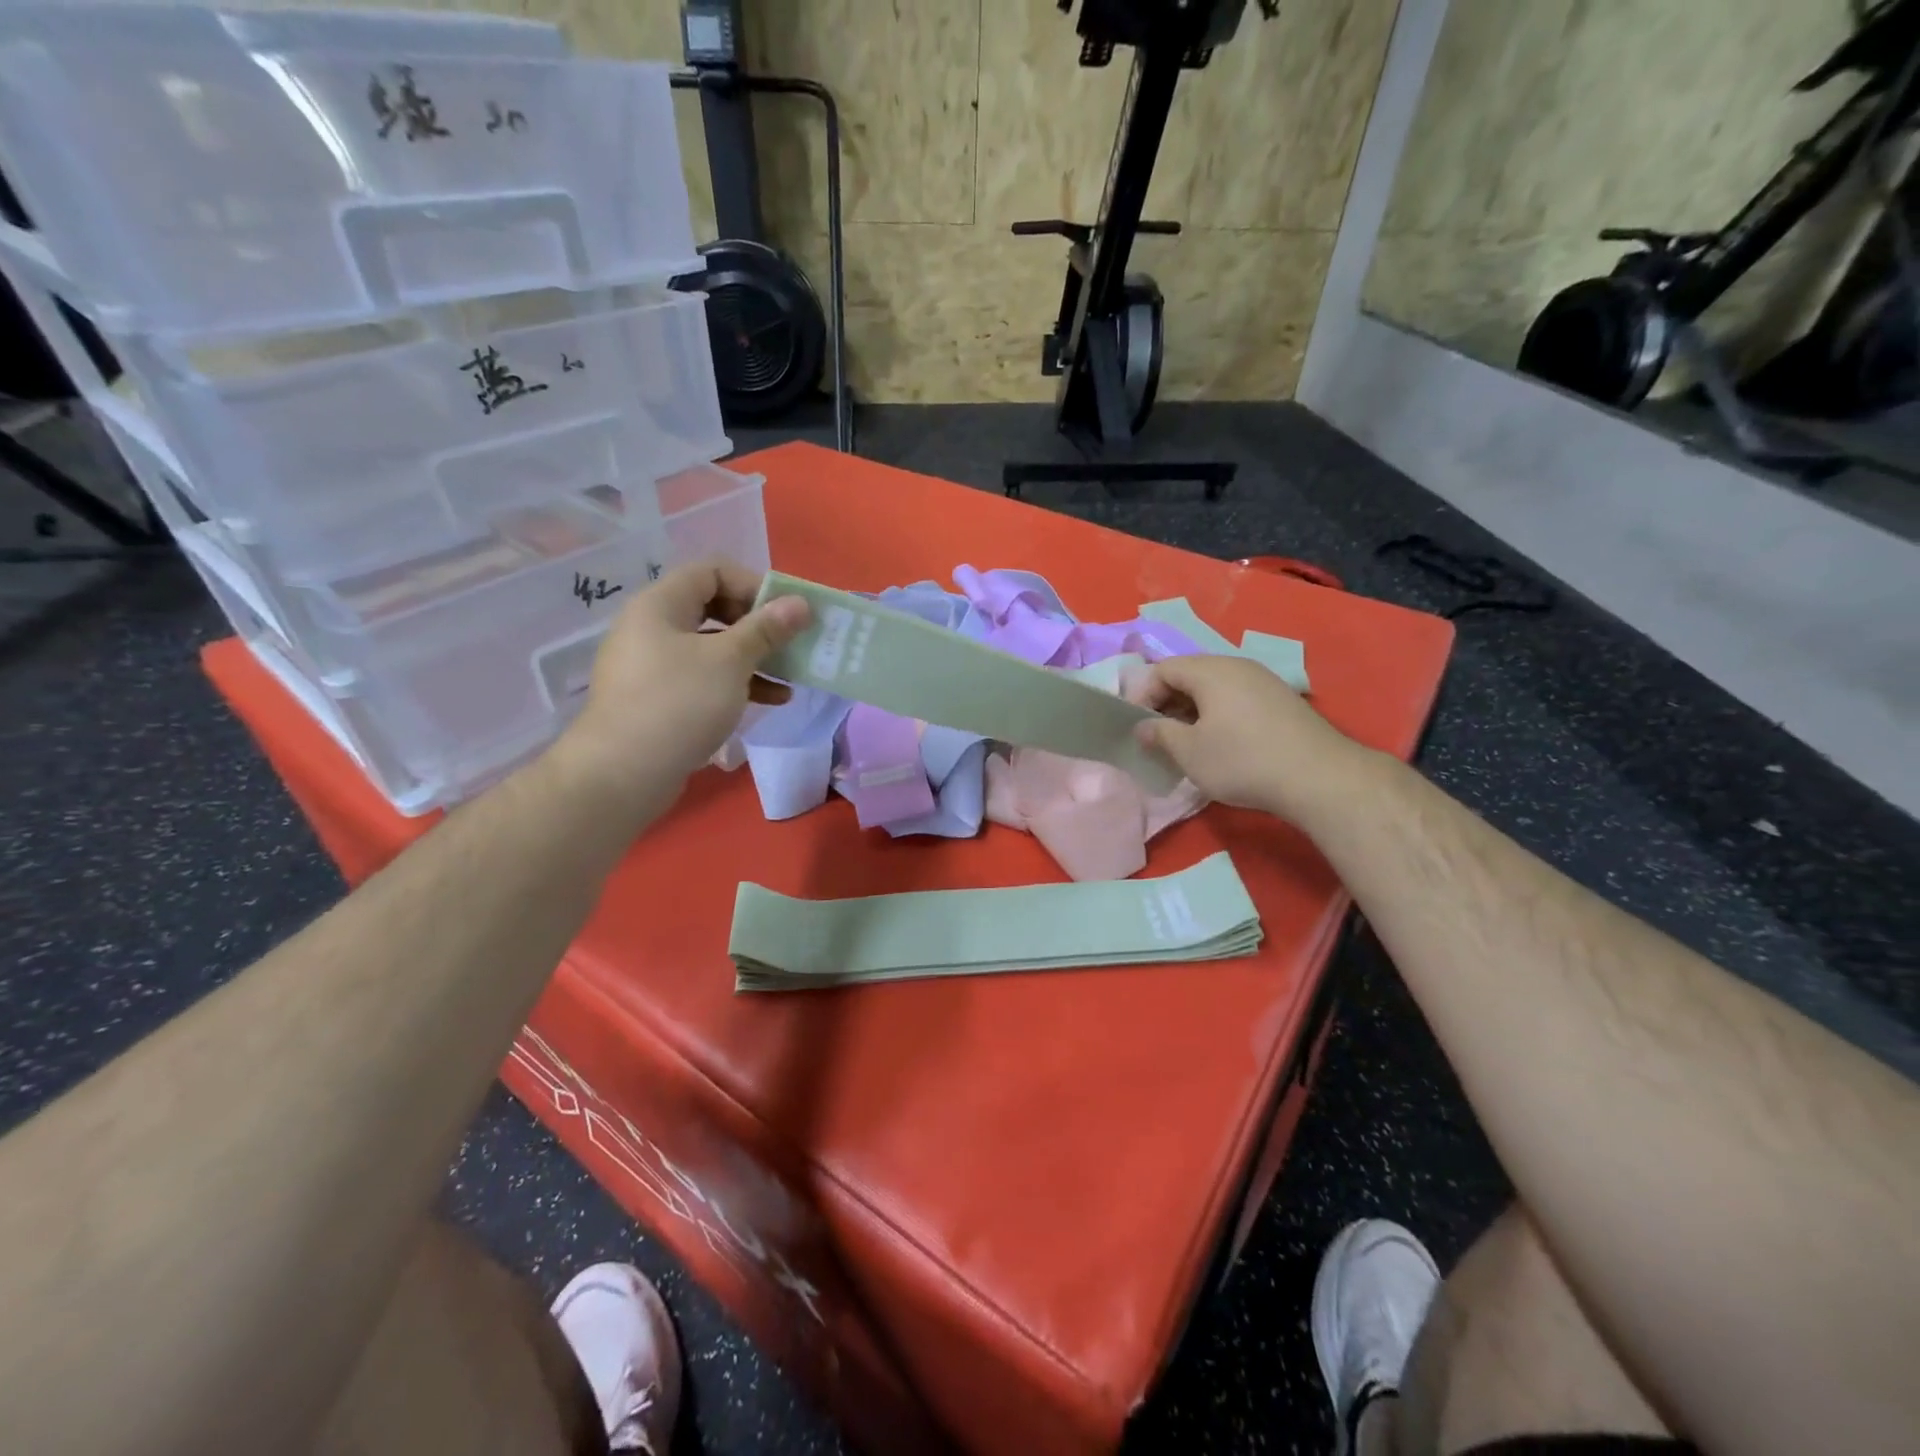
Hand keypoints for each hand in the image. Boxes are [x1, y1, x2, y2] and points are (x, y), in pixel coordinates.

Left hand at [552, 560, 808, 821]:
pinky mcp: (659, 700)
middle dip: (759, 625)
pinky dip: (737, 683)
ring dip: (755, 658)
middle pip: (714, 608)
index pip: (711, 571)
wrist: (623, 773)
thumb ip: (767, 628)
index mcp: (661, 605)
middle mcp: (652, 627)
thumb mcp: (731, 661)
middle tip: (791, 642)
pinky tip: (772, 700)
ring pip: (713, 648)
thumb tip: (800, 603)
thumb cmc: (679, 703)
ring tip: (792, 676)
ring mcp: (653, 666)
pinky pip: (704, 678)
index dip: (753, 584)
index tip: (786, 611)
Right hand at [1133, 654, 1374, 821]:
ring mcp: (1264, 681)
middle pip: (1190, 675)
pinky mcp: (1282, 701)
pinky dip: (1218, 715)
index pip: (1162, 669)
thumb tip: (1143, 727)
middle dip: (1167, 703)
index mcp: (1210, 670)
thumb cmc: (1243, 761)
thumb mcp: (1190, 752)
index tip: (1136, 727)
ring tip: (1187, 743)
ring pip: (1214, 688)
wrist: (1320, 778)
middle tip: (1158, 736)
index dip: (1142, 695)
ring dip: (1193, 711)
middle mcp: (1237, 666)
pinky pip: (1237, 698)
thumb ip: (1159, 734)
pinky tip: (1221, 744)